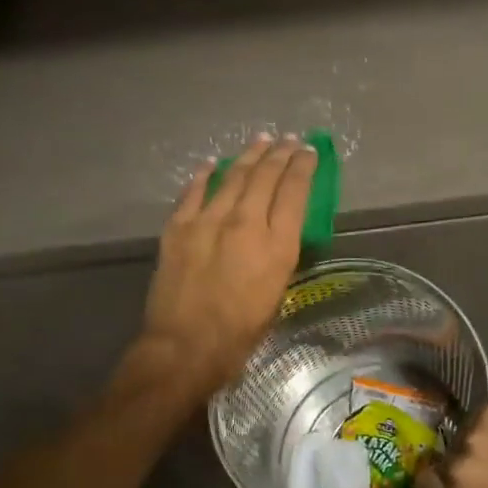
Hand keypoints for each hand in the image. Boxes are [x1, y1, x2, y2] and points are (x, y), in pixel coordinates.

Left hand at [133, 133, 316, 400]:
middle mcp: (246, 223)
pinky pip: (194, 191)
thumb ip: (279, 255)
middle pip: (265, 176)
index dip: (303, 167)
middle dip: (280, 153)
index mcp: (277, 244)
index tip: (309, 151)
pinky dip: (204, 174)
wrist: (185, 347)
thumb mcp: (277, 293)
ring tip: (260, 141)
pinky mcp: (178, 227)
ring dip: (248, 156)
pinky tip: (212, 163)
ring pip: (232, 176)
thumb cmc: (240, 333)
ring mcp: (208, 221)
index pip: (295, 192)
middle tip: (289, 140)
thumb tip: (277, 232)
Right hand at [419, 403, 487, 487]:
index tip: (450, 480)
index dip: (437, 482)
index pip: (425, 486)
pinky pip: (480, 417)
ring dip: (477, 441)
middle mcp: (456, 469)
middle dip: (461, 461)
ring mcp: (471, 435)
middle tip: (485, 463)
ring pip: (463, 435)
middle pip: (444, 459)